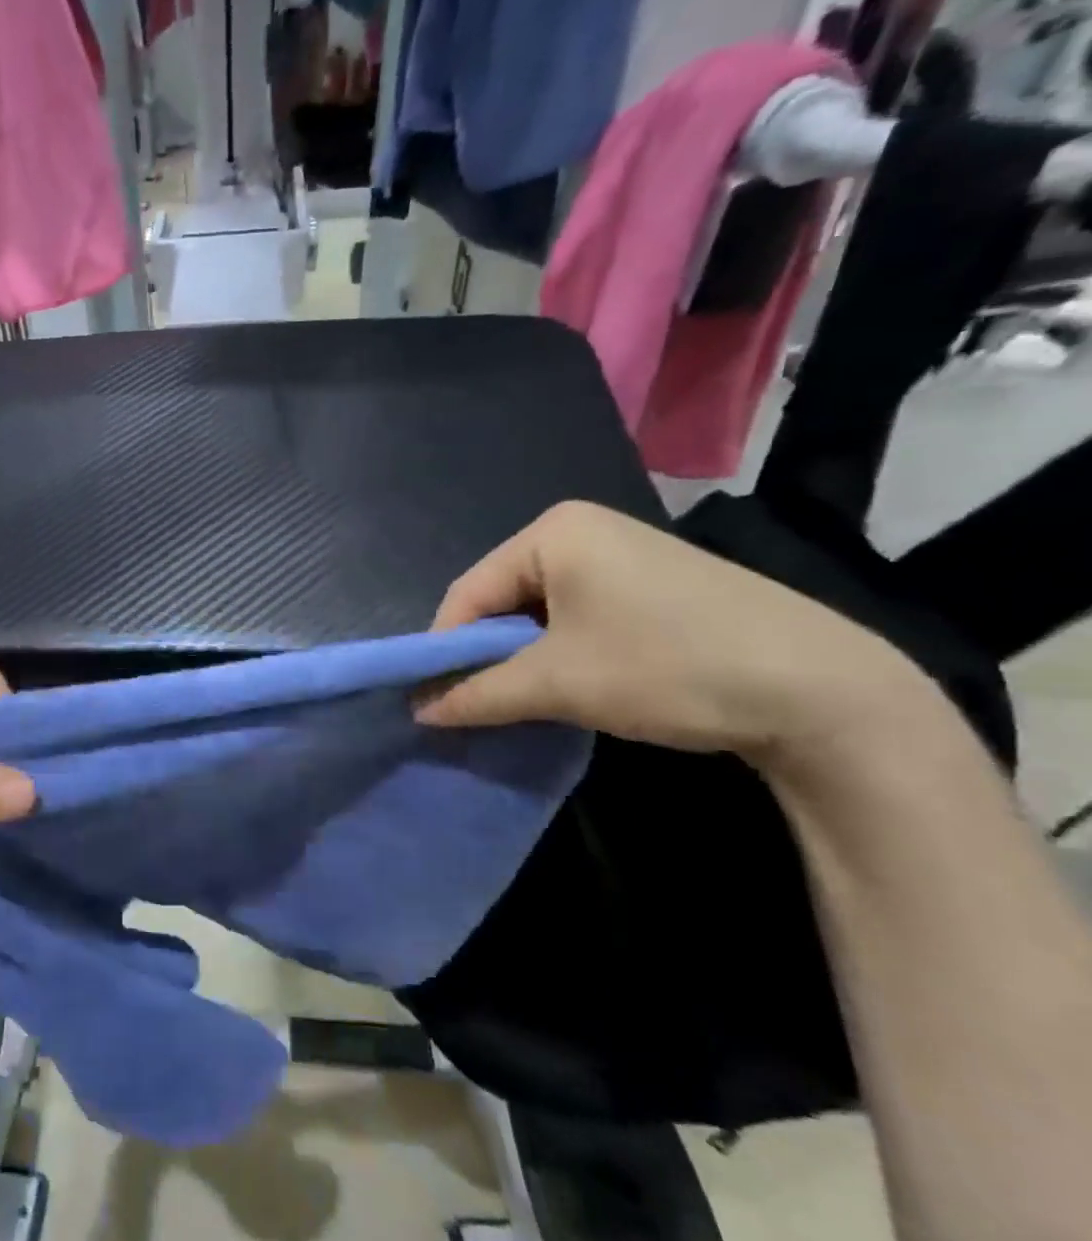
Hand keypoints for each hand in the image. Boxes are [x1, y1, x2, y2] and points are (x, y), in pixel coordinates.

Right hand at [414, 502, 934, 769]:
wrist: (823, 690)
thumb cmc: (665, 666)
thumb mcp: (556, 684)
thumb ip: (475, 694)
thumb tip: (417, 711)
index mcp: (552, 532)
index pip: (468, 593)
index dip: (445, 650)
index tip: (434, 701)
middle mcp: (582, 529)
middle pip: (501, 600)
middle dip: (486, 656)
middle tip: (478, 707)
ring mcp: (622, 553)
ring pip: (539, 612)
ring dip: (523, 659)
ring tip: (524, 702)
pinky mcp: (653, 583)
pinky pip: (578, 615)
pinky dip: (561, 652)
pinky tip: (574, 685)